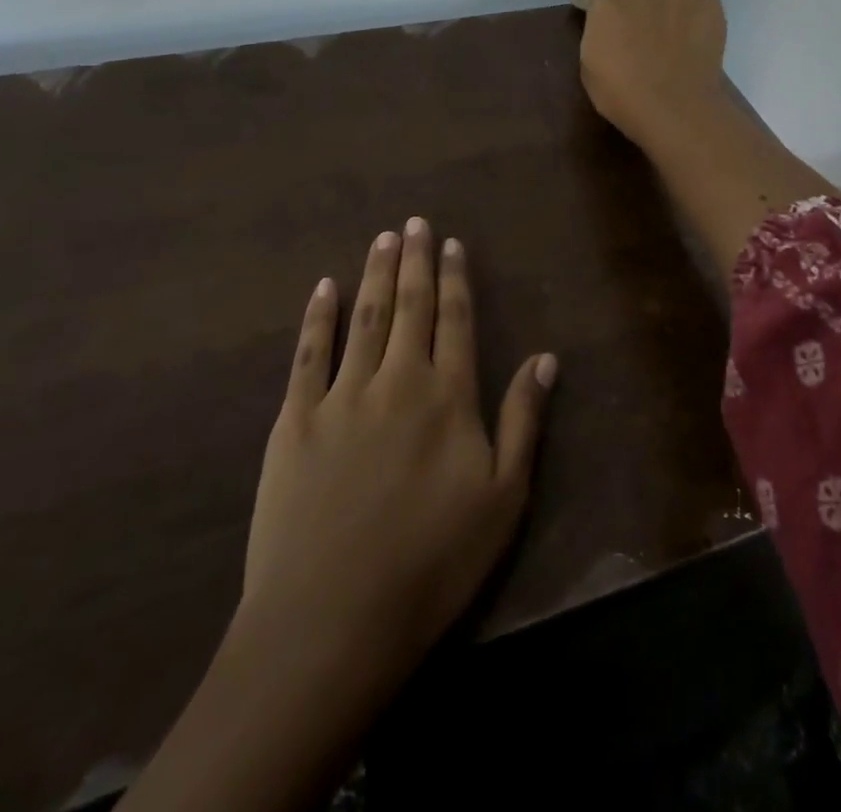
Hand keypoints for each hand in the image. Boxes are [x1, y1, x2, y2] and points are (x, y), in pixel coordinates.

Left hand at [121, 221, 554, 811]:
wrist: (333, 618)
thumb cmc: (432, 564)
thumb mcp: (503, 498)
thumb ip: (523, 420)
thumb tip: (546, 357)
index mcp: (448, 396)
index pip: (456, 319)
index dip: (455, 278)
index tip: (452, 243)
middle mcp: (398, 380)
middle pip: (410, 306)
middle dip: (414, 261)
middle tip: (415, 221)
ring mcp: (342, 395)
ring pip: (365, 317)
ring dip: (375, 273)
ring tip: (382, 237)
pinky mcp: (295, 419)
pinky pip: (309, 353)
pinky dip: (318, 316)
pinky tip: (324, 287)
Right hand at [579, 0, 727, 150]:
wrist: (673, 108)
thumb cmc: (622, 97)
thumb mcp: (591, 67)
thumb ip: (598, 35)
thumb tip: (607, 22)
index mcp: (606, 7)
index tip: (613, 1)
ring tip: (677, 3)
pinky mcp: (710, 9)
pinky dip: (702, 11)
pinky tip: (700, 31)